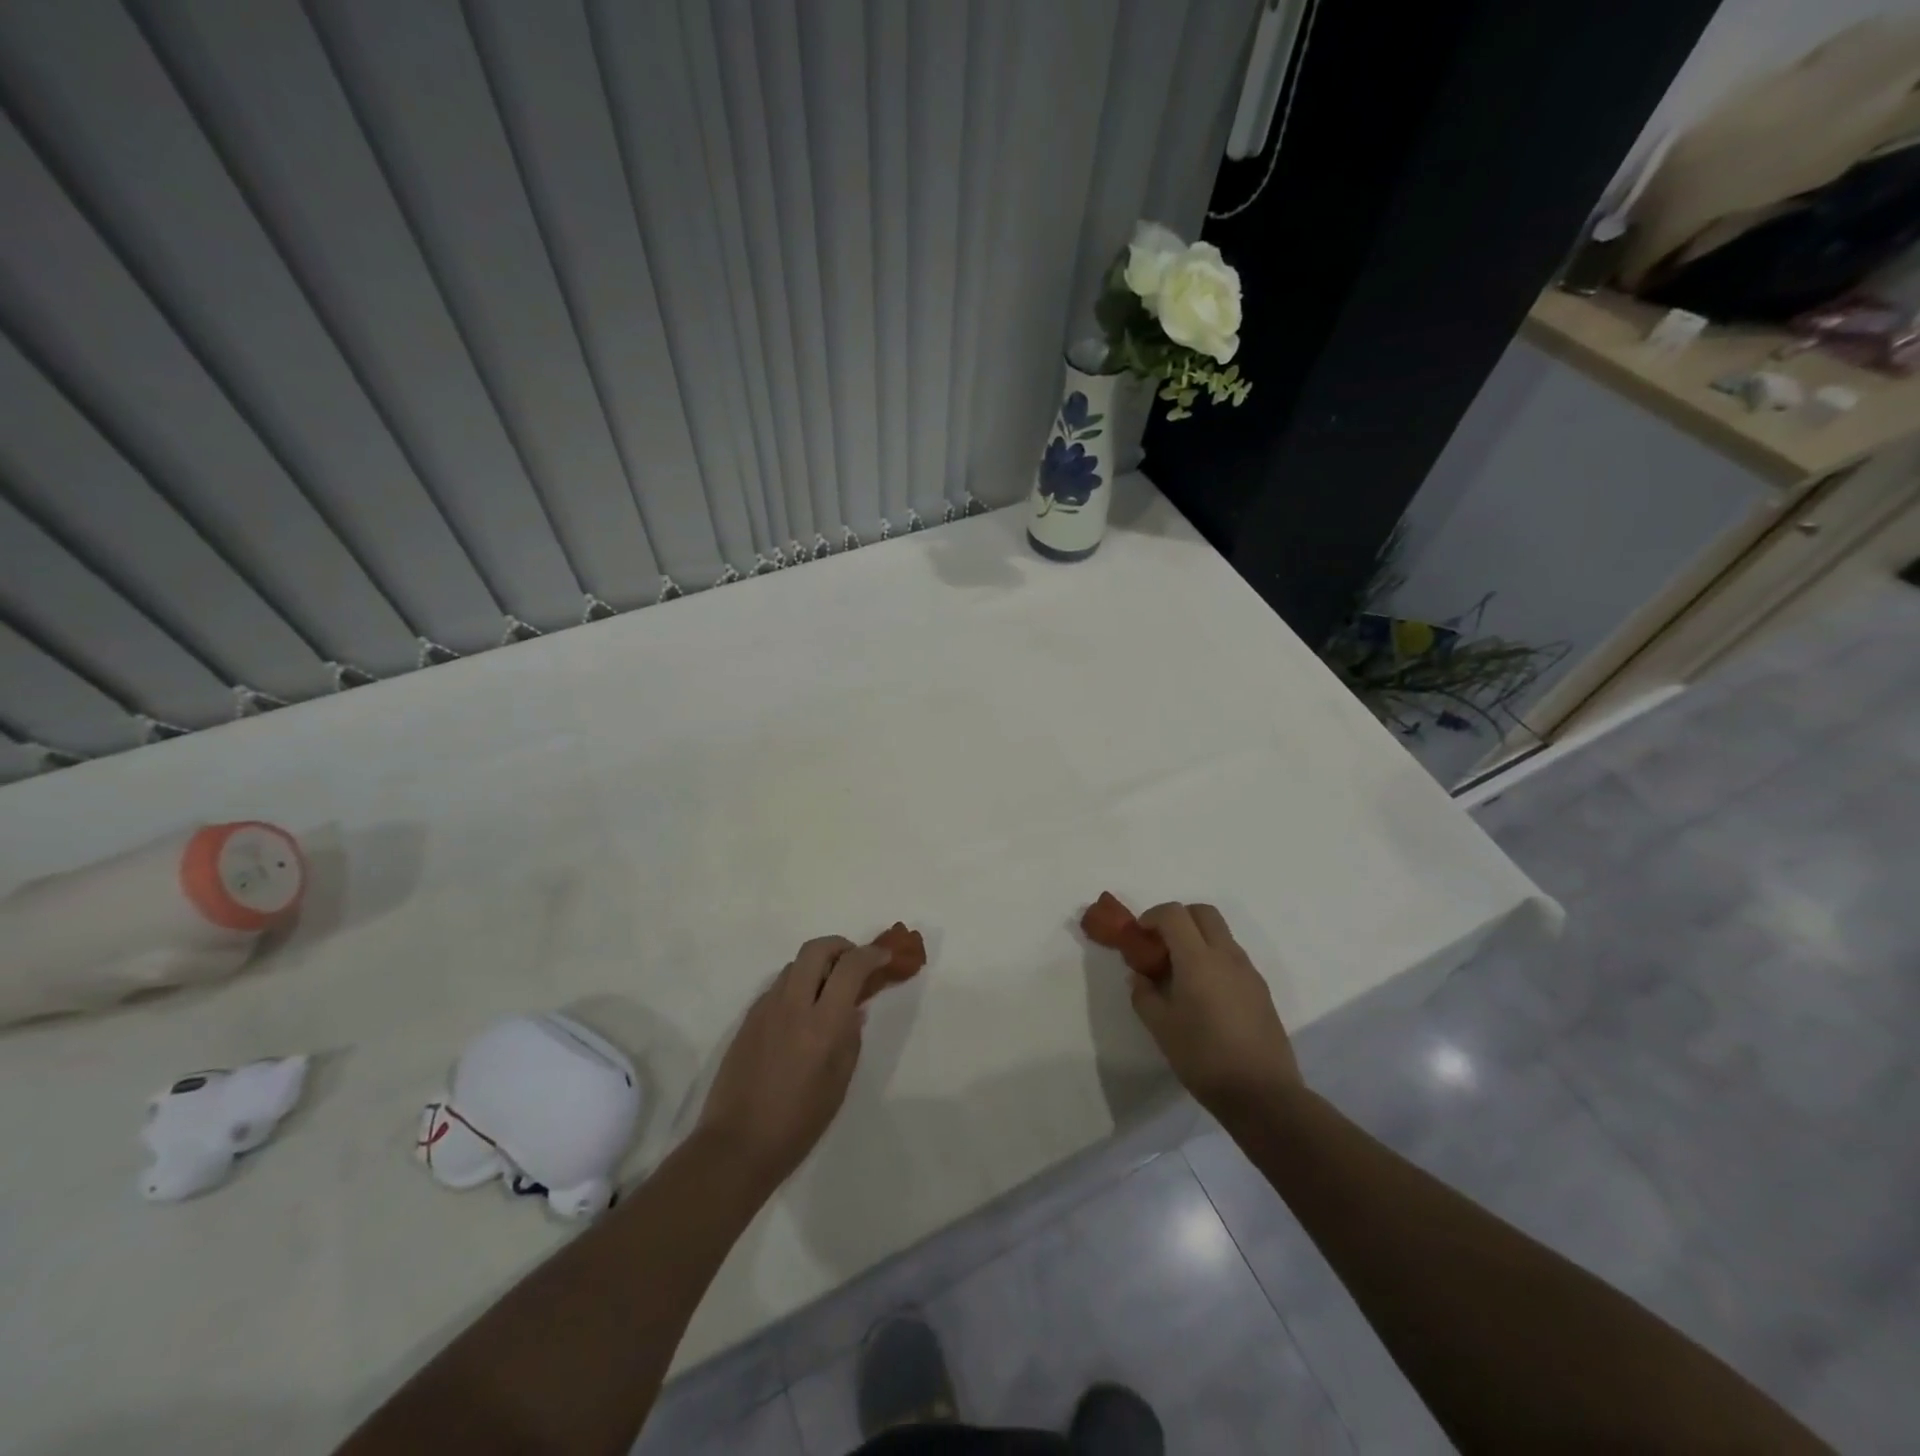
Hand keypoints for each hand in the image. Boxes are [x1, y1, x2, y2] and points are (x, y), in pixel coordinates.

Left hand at [695, 936, 887, 1189]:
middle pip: (816, 949)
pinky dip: (796, 985)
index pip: (850, 968)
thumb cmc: (797, 1123)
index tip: (884, 957)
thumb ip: (850, 1040)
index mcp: (822, 1025)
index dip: (871, 954)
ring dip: (817, 965)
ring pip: (794, 965)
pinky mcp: (748, 1019)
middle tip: (854, 961)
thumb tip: (854, 1010)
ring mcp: (766, 1009)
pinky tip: (802, 1012)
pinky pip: (778, 986)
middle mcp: (792, 1006)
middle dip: (840, 946)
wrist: (736, 1145)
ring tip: (829, 989)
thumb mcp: (838, 1084)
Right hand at [1130, 903, 1302, 1119]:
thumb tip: (1140, 976)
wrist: (1263, 1094)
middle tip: (1160, 945)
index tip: (1139, 936)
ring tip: (1180, 973)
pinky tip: (1204, 994)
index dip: (1152, 916)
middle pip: (1202, 912)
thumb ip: (1144, 995)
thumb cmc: (1204, 1058)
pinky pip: (1233, 958)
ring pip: (1221, 933)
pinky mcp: (1261, 990)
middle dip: (1178, 918)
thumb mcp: (1161, 1028)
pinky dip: (1214, 959)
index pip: (1174, 913)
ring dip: (1197, 938)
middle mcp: (1226, 956)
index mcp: (1198, 959)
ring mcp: (1248, 972)